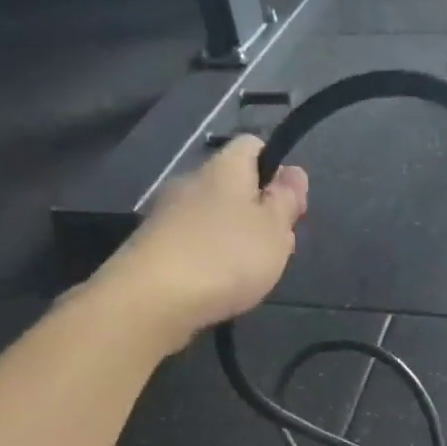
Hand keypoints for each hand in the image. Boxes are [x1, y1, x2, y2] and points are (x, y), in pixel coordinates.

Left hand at [104, 136, 307, 349]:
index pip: (251, 146)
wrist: (153, 299)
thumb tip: (294, 171)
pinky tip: (214, 285)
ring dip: (231, 239)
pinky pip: (191, 243)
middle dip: (255, 213)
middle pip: (231, 186)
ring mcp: (167, 214)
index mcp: (224, 168)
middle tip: (274, 249)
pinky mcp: (152, 247)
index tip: (289, 205)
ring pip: (210, 217)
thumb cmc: (226, 257)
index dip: (275, 169)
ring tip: (246, 274)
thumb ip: (286, 200)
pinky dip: (207, 259)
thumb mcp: (273, 230)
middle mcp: (191, 181)